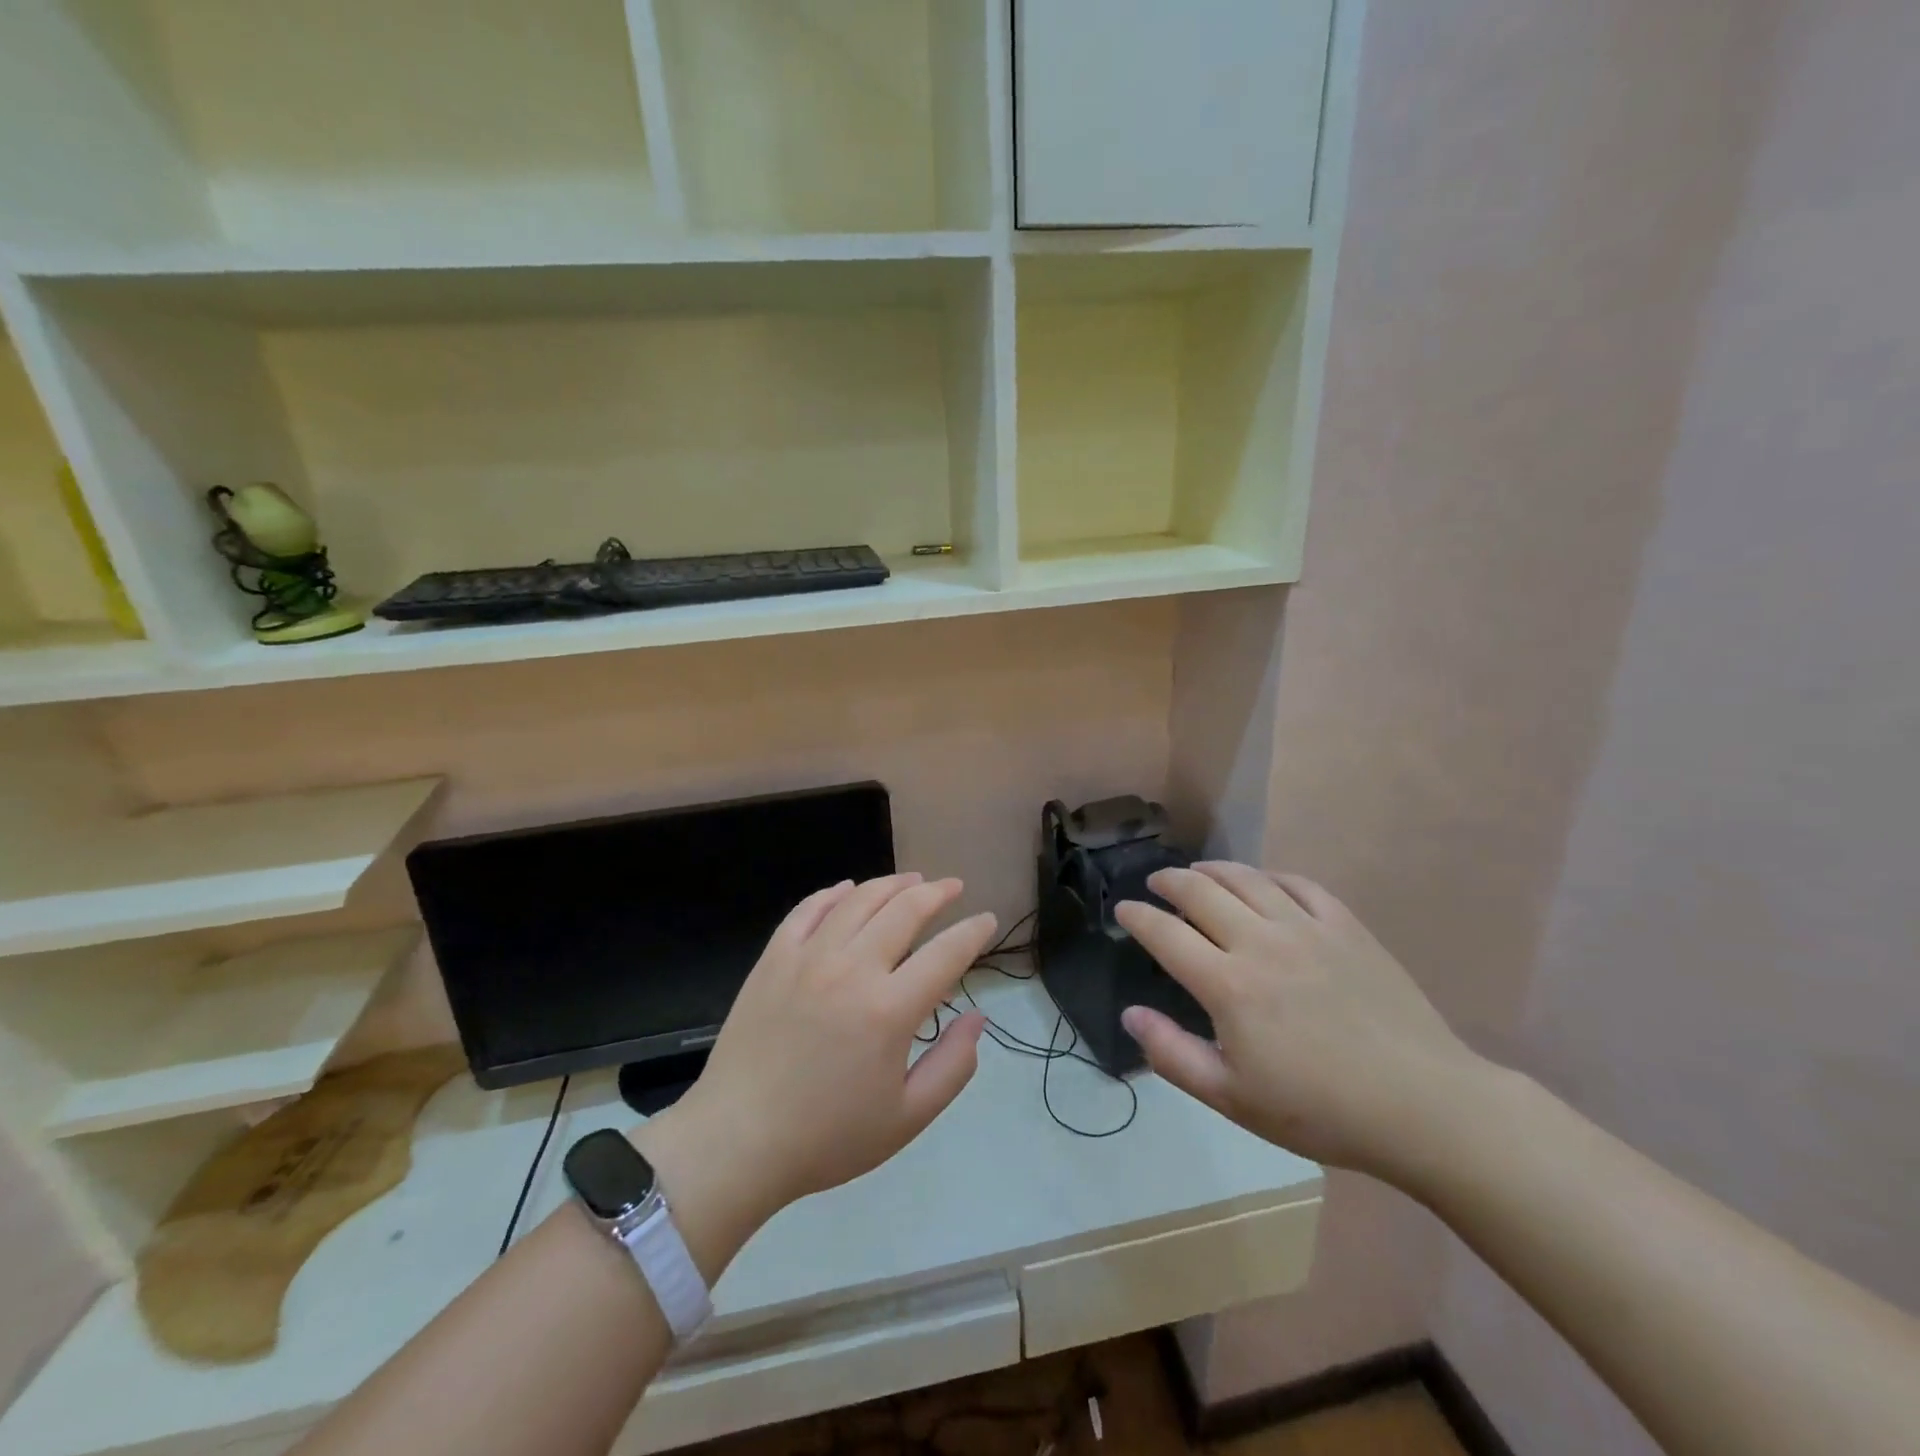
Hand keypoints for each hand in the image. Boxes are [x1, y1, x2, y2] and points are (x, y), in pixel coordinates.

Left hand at [642, 875, 994, 1232]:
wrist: (737, 1141)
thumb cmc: (827, 1137)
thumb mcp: (907, 1119)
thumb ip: (953, 1066)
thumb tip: (978, 1018)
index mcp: (890, 1009)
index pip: (946, 952)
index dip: (973, 932)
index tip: (988, 920)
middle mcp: (852, 968)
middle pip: (905, 910)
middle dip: (937, 893)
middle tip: (953, 887)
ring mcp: (808, 957)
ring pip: (859, 900)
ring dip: (892, 884)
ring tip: (912, 880)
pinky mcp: (774, 958)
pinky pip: (808, 909)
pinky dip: (834, 894)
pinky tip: (848, 890)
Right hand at [1115, 862, 1484, 1181]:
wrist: (1423, 1106)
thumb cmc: (1320, 1110)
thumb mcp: (1233, 1098)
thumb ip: (1173, 1054)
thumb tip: (1131, 1014)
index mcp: (1228, 985)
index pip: (1165, 934)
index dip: (1137, 916)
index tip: (1123, 909)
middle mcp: (1261, 943)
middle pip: (1200, 893)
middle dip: (1168, 882)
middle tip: (1155, 884)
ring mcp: (1306, 929)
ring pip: (1246, 879)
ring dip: (1213, 871)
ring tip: (1198, 872)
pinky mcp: (1346, 926)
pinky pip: (1298, 884)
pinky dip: (1269, 876)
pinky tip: (1262, 882)